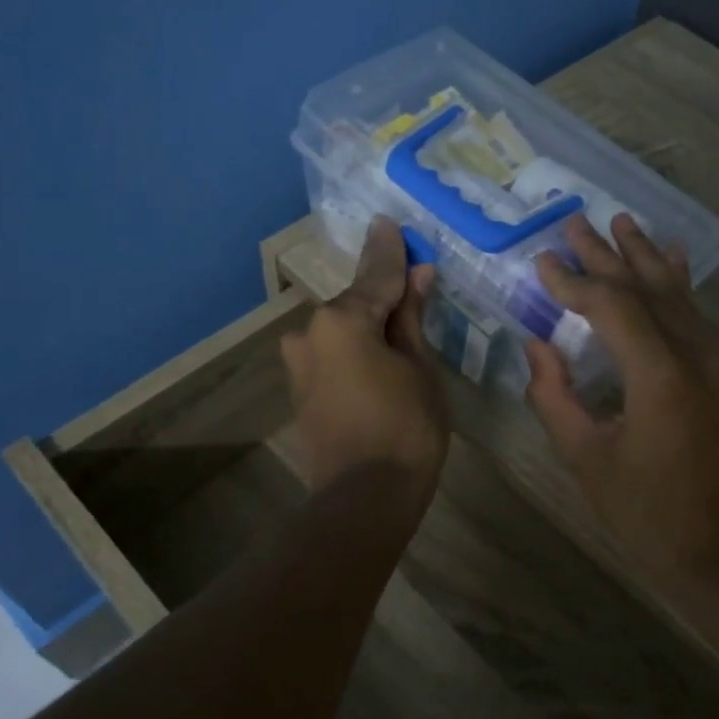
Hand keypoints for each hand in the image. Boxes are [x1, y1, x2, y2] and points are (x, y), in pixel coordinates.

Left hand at [282, 217, 449, 498]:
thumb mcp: (419, 367)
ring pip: (342, 330)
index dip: (391, 251)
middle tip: (413, 283)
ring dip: (368, 324)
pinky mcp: (300, 389)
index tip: (390, 221)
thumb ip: (410, 318)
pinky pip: (332, 354)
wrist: (364, 497)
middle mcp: (310, 332)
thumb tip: (416, 276)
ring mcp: (299, 362)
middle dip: (384, 293)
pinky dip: (354, 348)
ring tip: (399, 325)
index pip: (377, 275)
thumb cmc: (406, 427)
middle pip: (356, 303)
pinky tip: (376, 353)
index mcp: (341, 319)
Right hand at [524, 215, 718, 584]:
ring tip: (618, 221)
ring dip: (641, 257)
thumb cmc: (648, 514)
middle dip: (605, 254)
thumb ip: (554, 396)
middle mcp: (699, 353)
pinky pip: (696, 313)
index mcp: (660, 377)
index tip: (543, 262)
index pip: (611, 306)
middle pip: (645, 288)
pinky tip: (670, 254)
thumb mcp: (586, 459)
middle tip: (572, 222)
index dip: (573, 282)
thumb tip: (537, 345)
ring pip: (675, 293)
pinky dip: (676, 282)